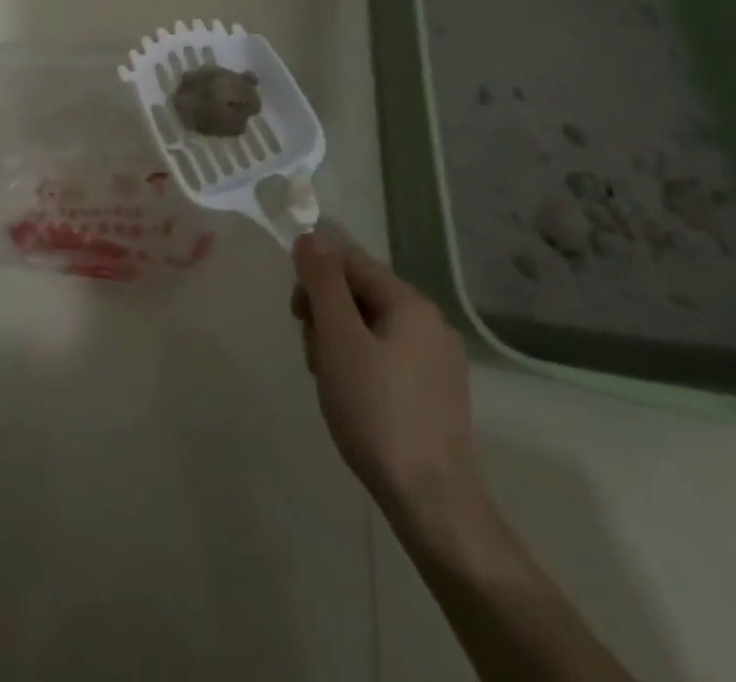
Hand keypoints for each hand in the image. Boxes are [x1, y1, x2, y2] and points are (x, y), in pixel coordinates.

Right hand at [291, 230, 483, 528]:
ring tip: (328, 379)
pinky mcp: (435, 391)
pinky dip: (360, 363)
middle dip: (326, 313)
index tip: (297, 312)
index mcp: (411, 303)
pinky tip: (351, 396)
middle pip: (361, 293)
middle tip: (313, 351)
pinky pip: (386, 355)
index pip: (351, 261)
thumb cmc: (376, 410)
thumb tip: (311, 234)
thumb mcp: (338, 338)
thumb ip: (324, 281)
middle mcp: (431, 322)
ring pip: (370, 326)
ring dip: (339, 341)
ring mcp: (437, 359)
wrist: (429, 500)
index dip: (316, 276)